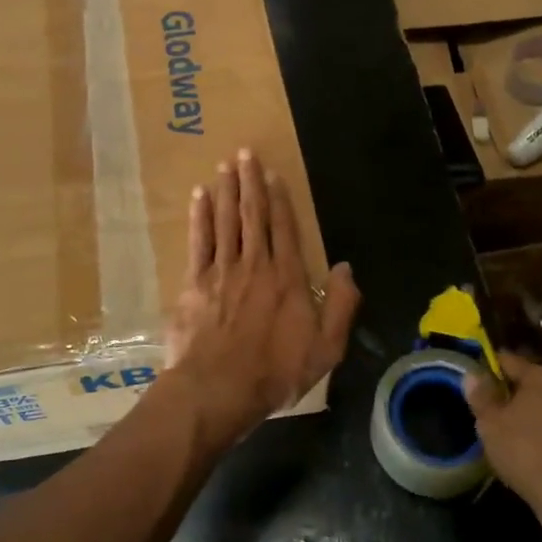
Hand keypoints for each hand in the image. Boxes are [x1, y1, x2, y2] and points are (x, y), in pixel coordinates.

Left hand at [163, 149, 360, 448]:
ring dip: (225, 190)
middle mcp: (255, 264)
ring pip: (225, 221)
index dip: (280, 199)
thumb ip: (342, 305)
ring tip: (225, 165)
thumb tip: (346, 267)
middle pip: (252, 215)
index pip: (284, 228)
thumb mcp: (326, 348)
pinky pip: (198, 241)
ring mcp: (222, 271)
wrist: (218, 389)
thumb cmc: (275, 371)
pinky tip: (199, 197)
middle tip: (244, 153)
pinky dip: (199, 217)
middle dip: (249, 182)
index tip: (272, 173)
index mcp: (287, 277)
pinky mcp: (195, 283)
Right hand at [463, 352, 541, 513]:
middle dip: (512, 392)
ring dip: (532, 413)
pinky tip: (534, 450)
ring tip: (512, 432)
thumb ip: (480, 395)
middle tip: (492, 411)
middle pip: (532, 381)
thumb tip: (472, 374)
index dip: (488, 368)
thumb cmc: (525, 451)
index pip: (509, 360)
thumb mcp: (490, 423)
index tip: (475, 382)